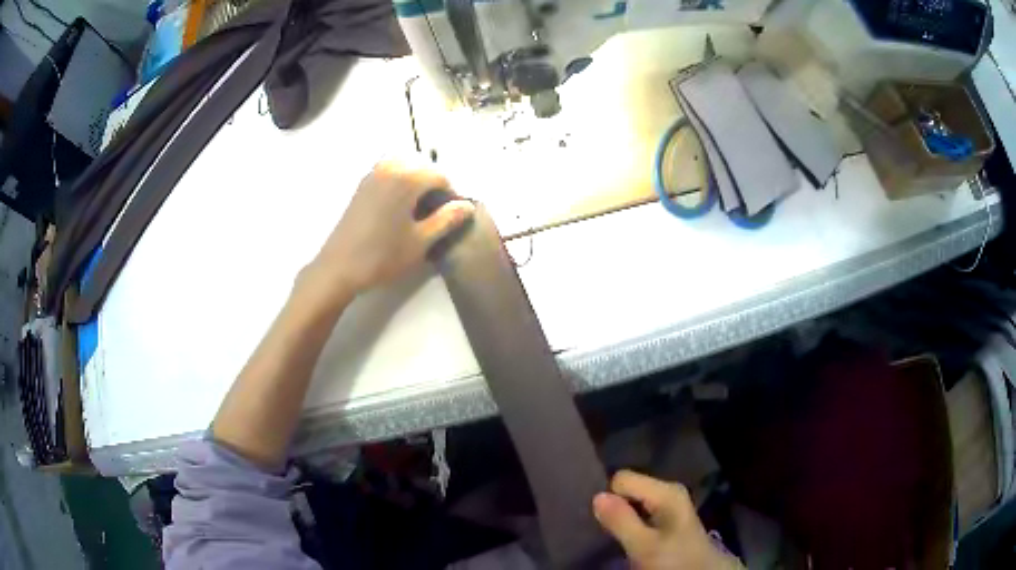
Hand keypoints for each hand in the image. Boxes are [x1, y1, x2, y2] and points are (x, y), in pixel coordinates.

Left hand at [303, 159, 473, 303]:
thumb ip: (446, 220)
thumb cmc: (382, 256)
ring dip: (416, 179)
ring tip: (421, 207)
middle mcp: (388, 168)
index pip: (439, 176)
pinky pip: (387, 172)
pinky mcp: (361, 186)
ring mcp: (371, 175)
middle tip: (440, 210)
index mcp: (406, 178)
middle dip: (434, 183)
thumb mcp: (421, 242)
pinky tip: (400, 205)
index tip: (455, 214)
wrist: (338, 268)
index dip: (451, 193)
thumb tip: (467, 205)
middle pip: (421, 166)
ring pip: (403, 166)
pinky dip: (399, 180)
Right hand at [593, 471, 742, 569]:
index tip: (607, 522)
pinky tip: (632, 538)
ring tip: (619, 536)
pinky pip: (642, 512)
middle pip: (629, 489)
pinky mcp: (669, 518)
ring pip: (634, 501)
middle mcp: (669, 491)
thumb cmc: (674, 560)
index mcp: (666, 491)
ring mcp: (670, 504)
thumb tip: (596, 496)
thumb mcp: (644, 546)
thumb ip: (621, 520)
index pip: (621, 479)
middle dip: (617, 507)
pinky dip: (633, 523)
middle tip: (612, 531)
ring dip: (624, 517)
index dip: (610, 499)